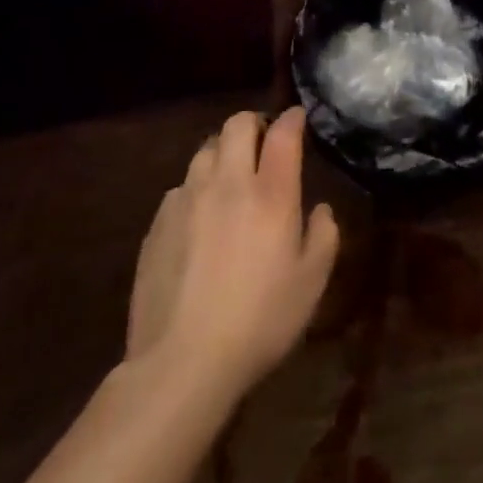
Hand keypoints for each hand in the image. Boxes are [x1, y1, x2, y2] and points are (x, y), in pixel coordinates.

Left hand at [127, 106, 339, 400]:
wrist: (181, 364)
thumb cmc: (258, 322)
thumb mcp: (311, 284)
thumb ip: (323, 236)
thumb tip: (320, 210)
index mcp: (271, 193)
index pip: (283, 132)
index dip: (292, 118)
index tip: (297, 119)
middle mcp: (229, 183)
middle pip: (237, 125)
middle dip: (254, 124)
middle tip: (263, 144)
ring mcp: (188, 199)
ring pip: (206, 150)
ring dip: (223, 153)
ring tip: (230, 177)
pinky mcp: (158, 223)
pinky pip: (181, 186)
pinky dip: (196, 189)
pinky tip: (200, 218)